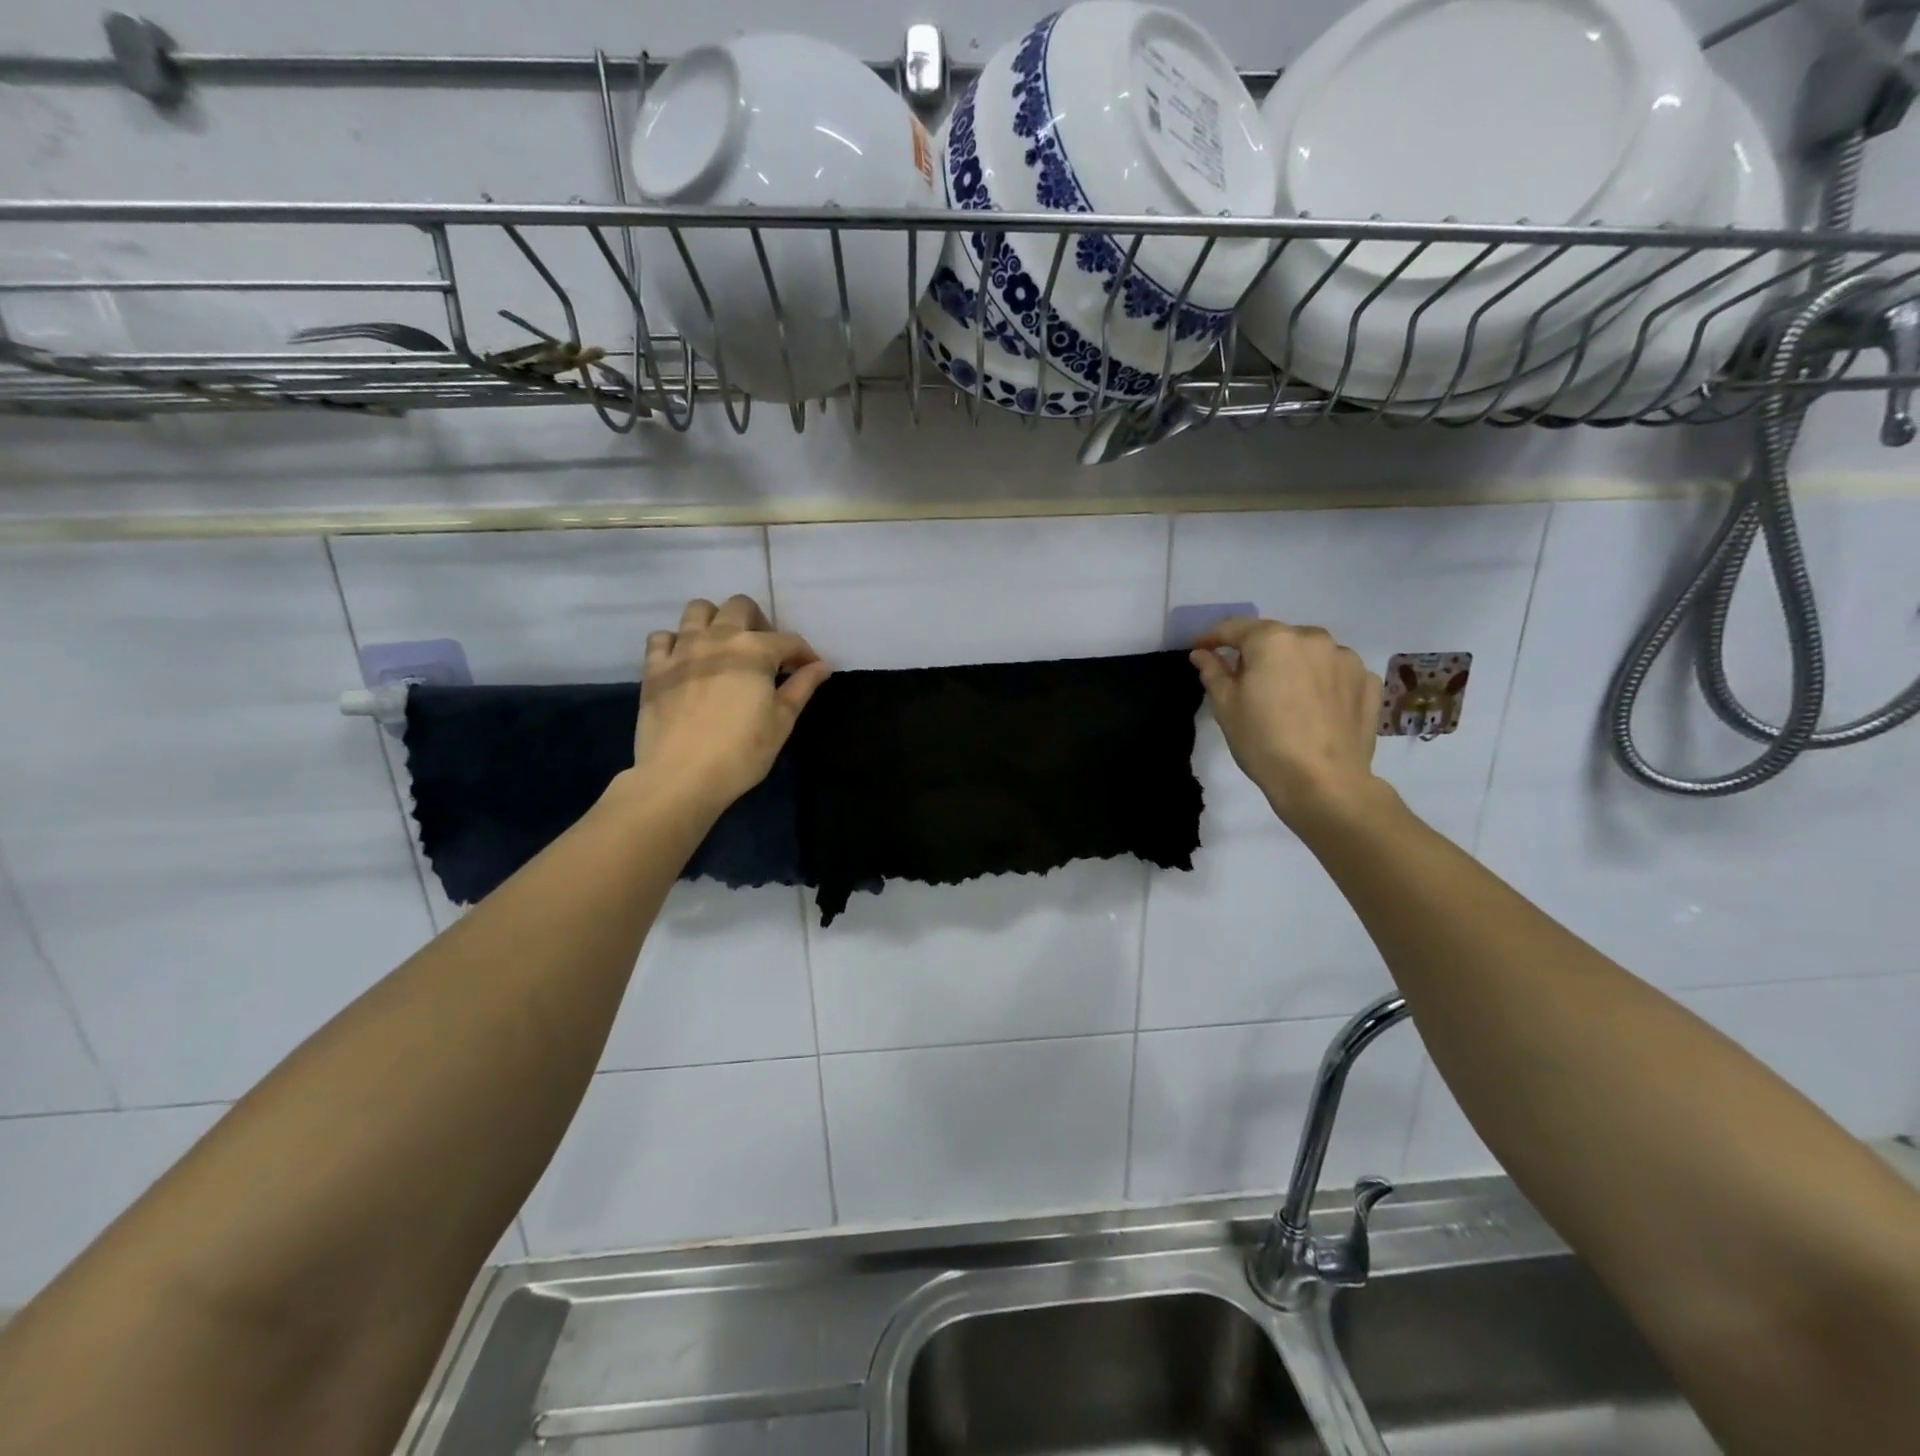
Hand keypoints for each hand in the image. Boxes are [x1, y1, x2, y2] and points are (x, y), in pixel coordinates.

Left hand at [630, 595, 830, 816]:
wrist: (681, 776)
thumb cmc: (741, 753)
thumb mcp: (781, 722)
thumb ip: (801, 688)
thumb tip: (821, 666)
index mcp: (754, 651)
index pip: (788, 640)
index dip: (804, 654)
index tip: (810, 670)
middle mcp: (717, 638)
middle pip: (740, 607)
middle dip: (759, 622)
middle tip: (765, 652)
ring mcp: (681, 649)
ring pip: (698, 610)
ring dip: (716, 620)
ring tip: (723, 647)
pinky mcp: (654, 667)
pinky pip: (662, 637)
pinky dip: (676, 641)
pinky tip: (686, 661)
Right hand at [1190, 618, 1385, 832]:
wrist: (1323, 782)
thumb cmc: (1263, 741)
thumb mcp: (1225, 707)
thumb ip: (1213, 672)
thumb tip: (1202, 653)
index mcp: (1273, 640)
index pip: (1235, 628)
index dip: (1212, 637)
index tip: (1199, 650)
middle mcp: (1313, 638)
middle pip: (1275, 638)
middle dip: (1256, 653)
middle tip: (1243, 680)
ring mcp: (1346, 659)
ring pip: (1309, 653)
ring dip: (1292, 666)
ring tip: (1284, 696)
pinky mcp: (1367, 682)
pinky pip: (1335, 672)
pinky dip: (1321, 681)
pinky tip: (1314, 707)